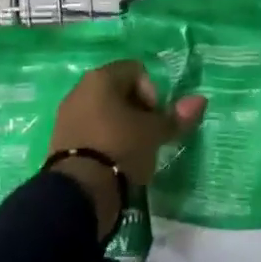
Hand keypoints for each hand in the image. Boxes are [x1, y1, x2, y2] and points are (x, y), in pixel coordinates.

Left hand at [50, 61, 205, 236]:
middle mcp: (80, 89)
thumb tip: (201, 99)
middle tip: (147, 135)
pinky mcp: (59, 140)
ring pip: (103, 112)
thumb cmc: (121, 148)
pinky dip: (103, 141)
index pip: (136, 70)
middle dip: (137, 110)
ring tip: (132, 152)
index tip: (155, 118)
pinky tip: (112, 162)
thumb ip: (177, 116)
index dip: (152, 92)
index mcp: (102, 78)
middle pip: (118, 91)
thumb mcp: (155, 133)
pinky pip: (89, 131)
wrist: (79, 190)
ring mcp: (66, 115)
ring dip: (120, 126)